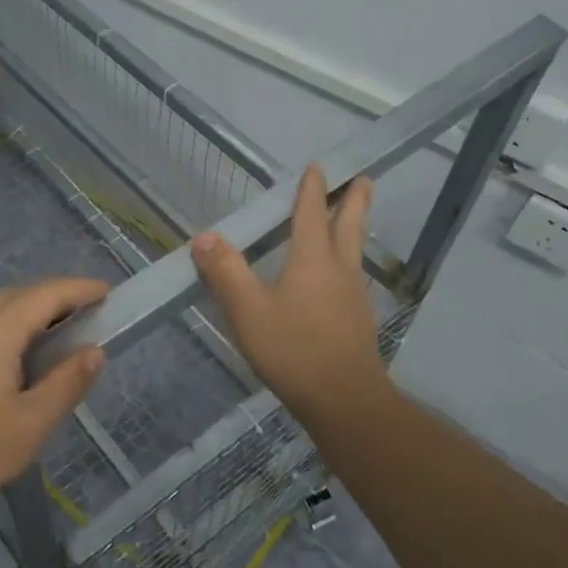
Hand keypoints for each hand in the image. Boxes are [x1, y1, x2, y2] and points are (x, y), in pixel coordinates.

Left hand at [0, 277, 108, 513]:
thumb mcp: (31, 423)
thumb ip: (67, 383)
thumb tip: (94, 351)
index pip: (45, 295)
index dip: (79, 289)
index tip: (106, 292)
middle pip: (19, 294)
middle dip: (56, 295)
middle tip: (87, 311)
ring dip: (30, 308)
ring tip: (57, 329)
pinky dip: (7, 322)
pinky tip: (14, 350)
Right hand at [192, 164, 390, 421]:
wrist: (344, 400)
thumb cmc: (293, 349)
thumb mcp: (248, 310)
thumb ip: (225, 272)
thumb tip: (205, 236)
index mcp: (312, 261)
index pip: (311, 215)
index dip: (313, 190)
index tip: (319, 167)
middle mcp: (339, 271)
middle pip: (349, 226)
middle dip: (353, 200)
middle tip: (363, 179)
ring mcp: (353, 297)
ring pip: (355, 251)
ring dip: (355, 228)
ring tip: (353, 220)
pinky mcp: (358, 321)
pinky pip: (353, 277)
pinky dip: (349, 261)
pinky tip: (341, 278)